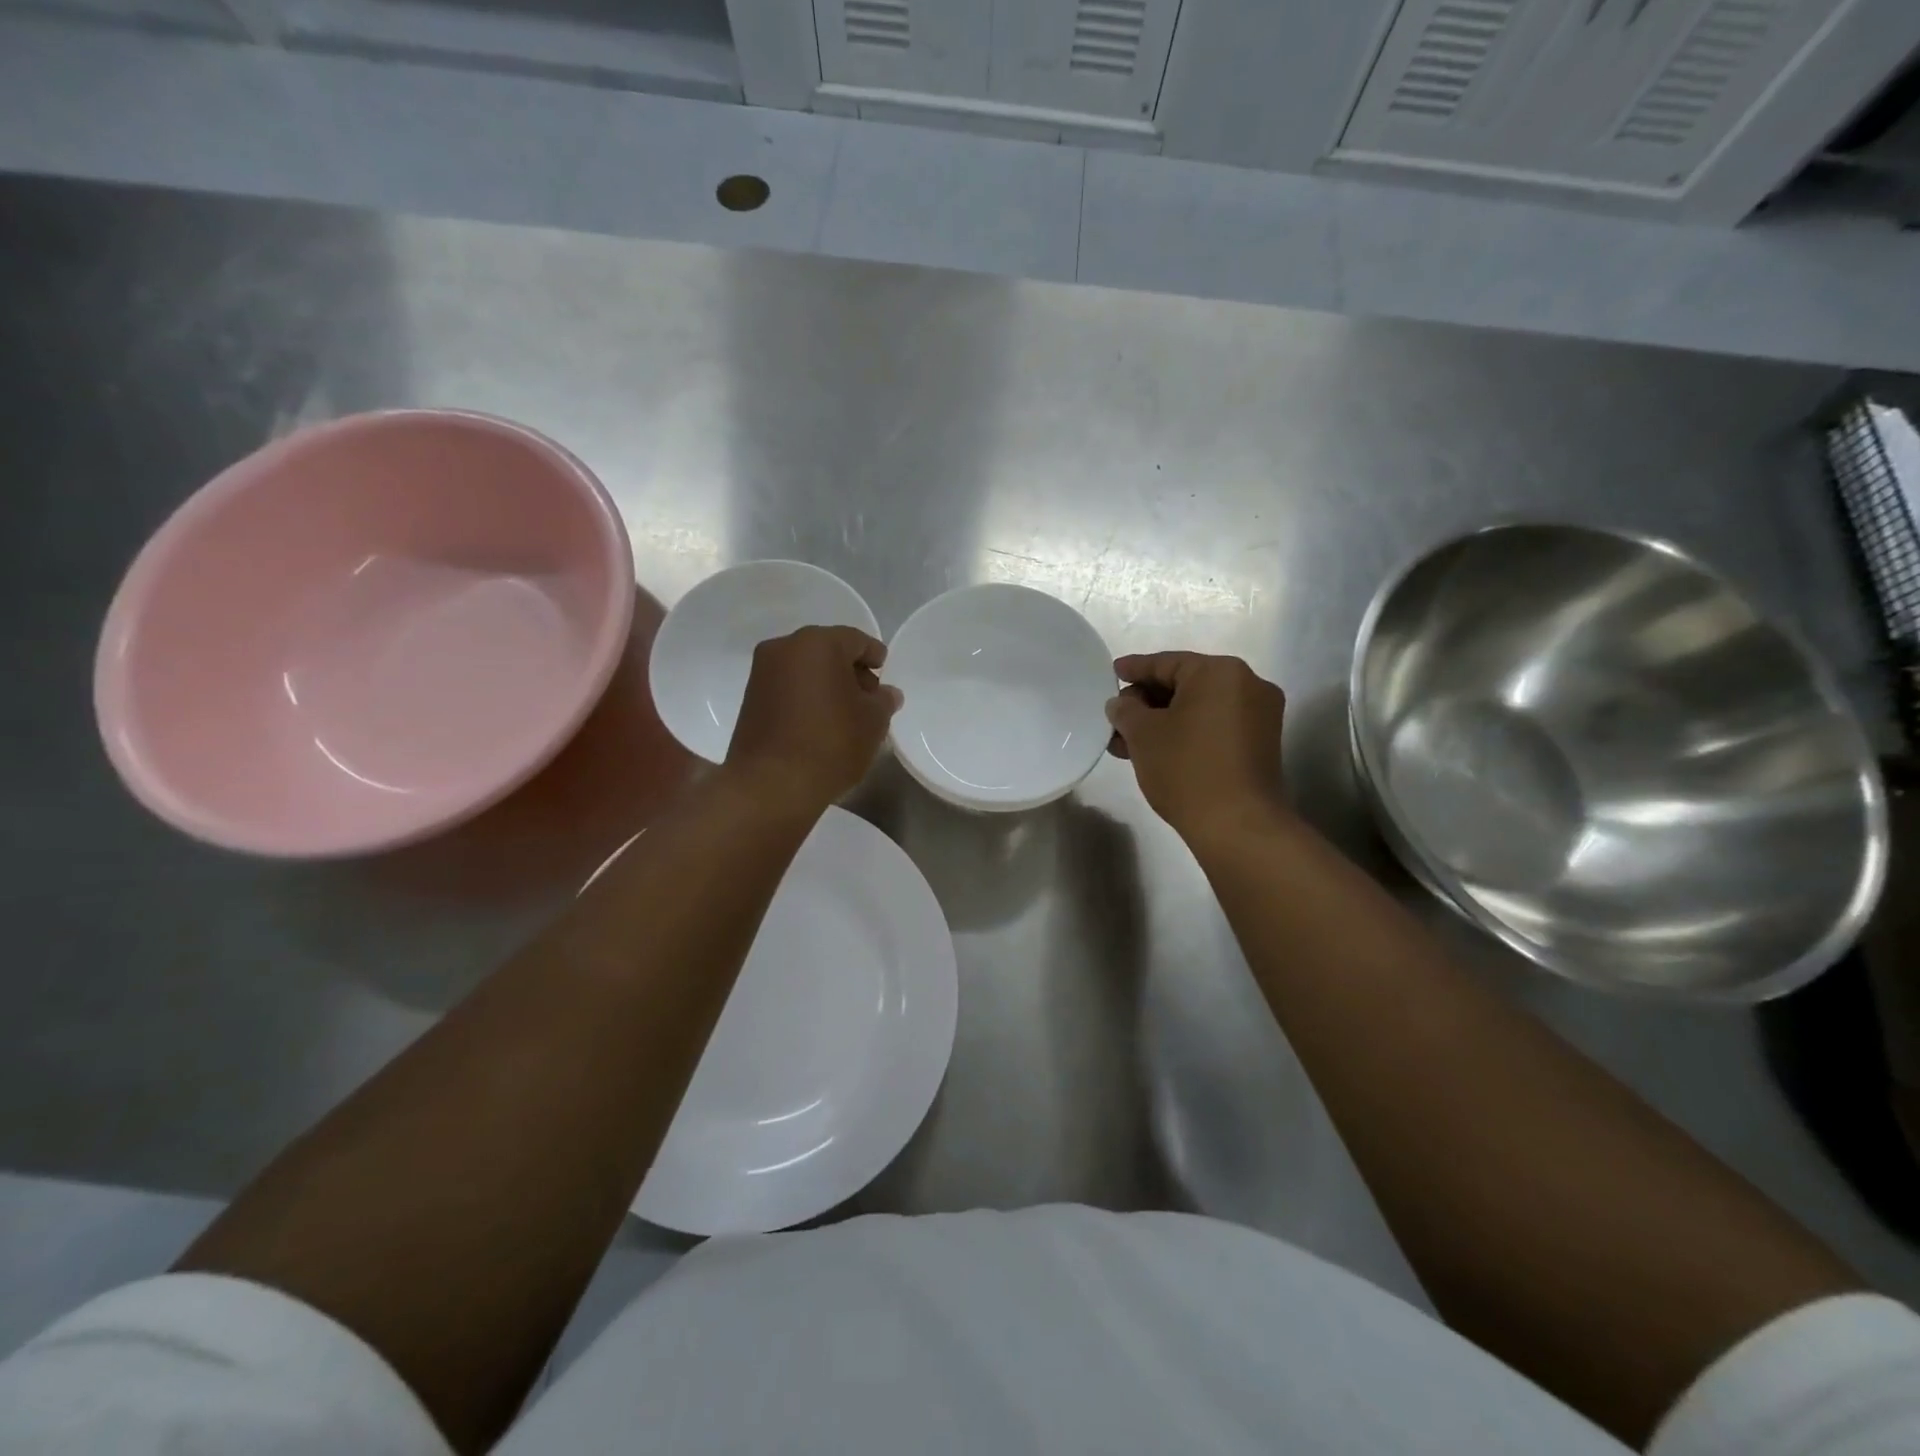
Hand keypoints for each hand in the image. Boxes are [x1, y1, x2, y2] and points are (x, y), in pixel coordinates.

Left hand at [725, 626, 901, 813]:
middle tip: (869, 698)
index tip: (885, 674)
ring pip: (805, 669)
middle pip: (827, 651)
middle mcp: (785, 648)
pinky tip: (821, 722)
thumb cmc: (831, 742)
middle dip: (850, 671)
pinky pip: (788, 687)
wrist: (771, 784)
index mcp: (818, 643)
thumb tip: (886, 694)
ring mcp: (762, 673)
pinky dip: (807, 697)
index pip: (856, 640)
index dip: (875, 656)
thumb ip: (884, 701)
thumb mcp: (873, 721)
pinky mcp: (750, 698)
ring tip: (846, 714)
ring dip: (827, 685)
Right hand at [1105, 652, 1287, 845]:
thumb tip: (1122, 704)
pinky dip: (1185, 733)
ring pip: (1198, 709)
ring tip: (1126, 742)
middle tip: (1116, 717)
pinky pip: (1214, 727)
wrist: (1238, 826)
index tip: (1113, 673)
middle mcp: (1247, 686)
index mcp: (1220, 672)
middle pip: (1185, 684)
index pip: (1167, 663)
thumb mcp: (1143, 734)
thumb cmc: (1186, 768)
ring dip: (1162, 721)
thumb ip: (1126, 710)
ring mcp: (1259, 717)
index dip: (1135, 669)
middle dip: (1147, 701)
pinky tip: (1154, 751)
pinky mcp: (1259, 745)